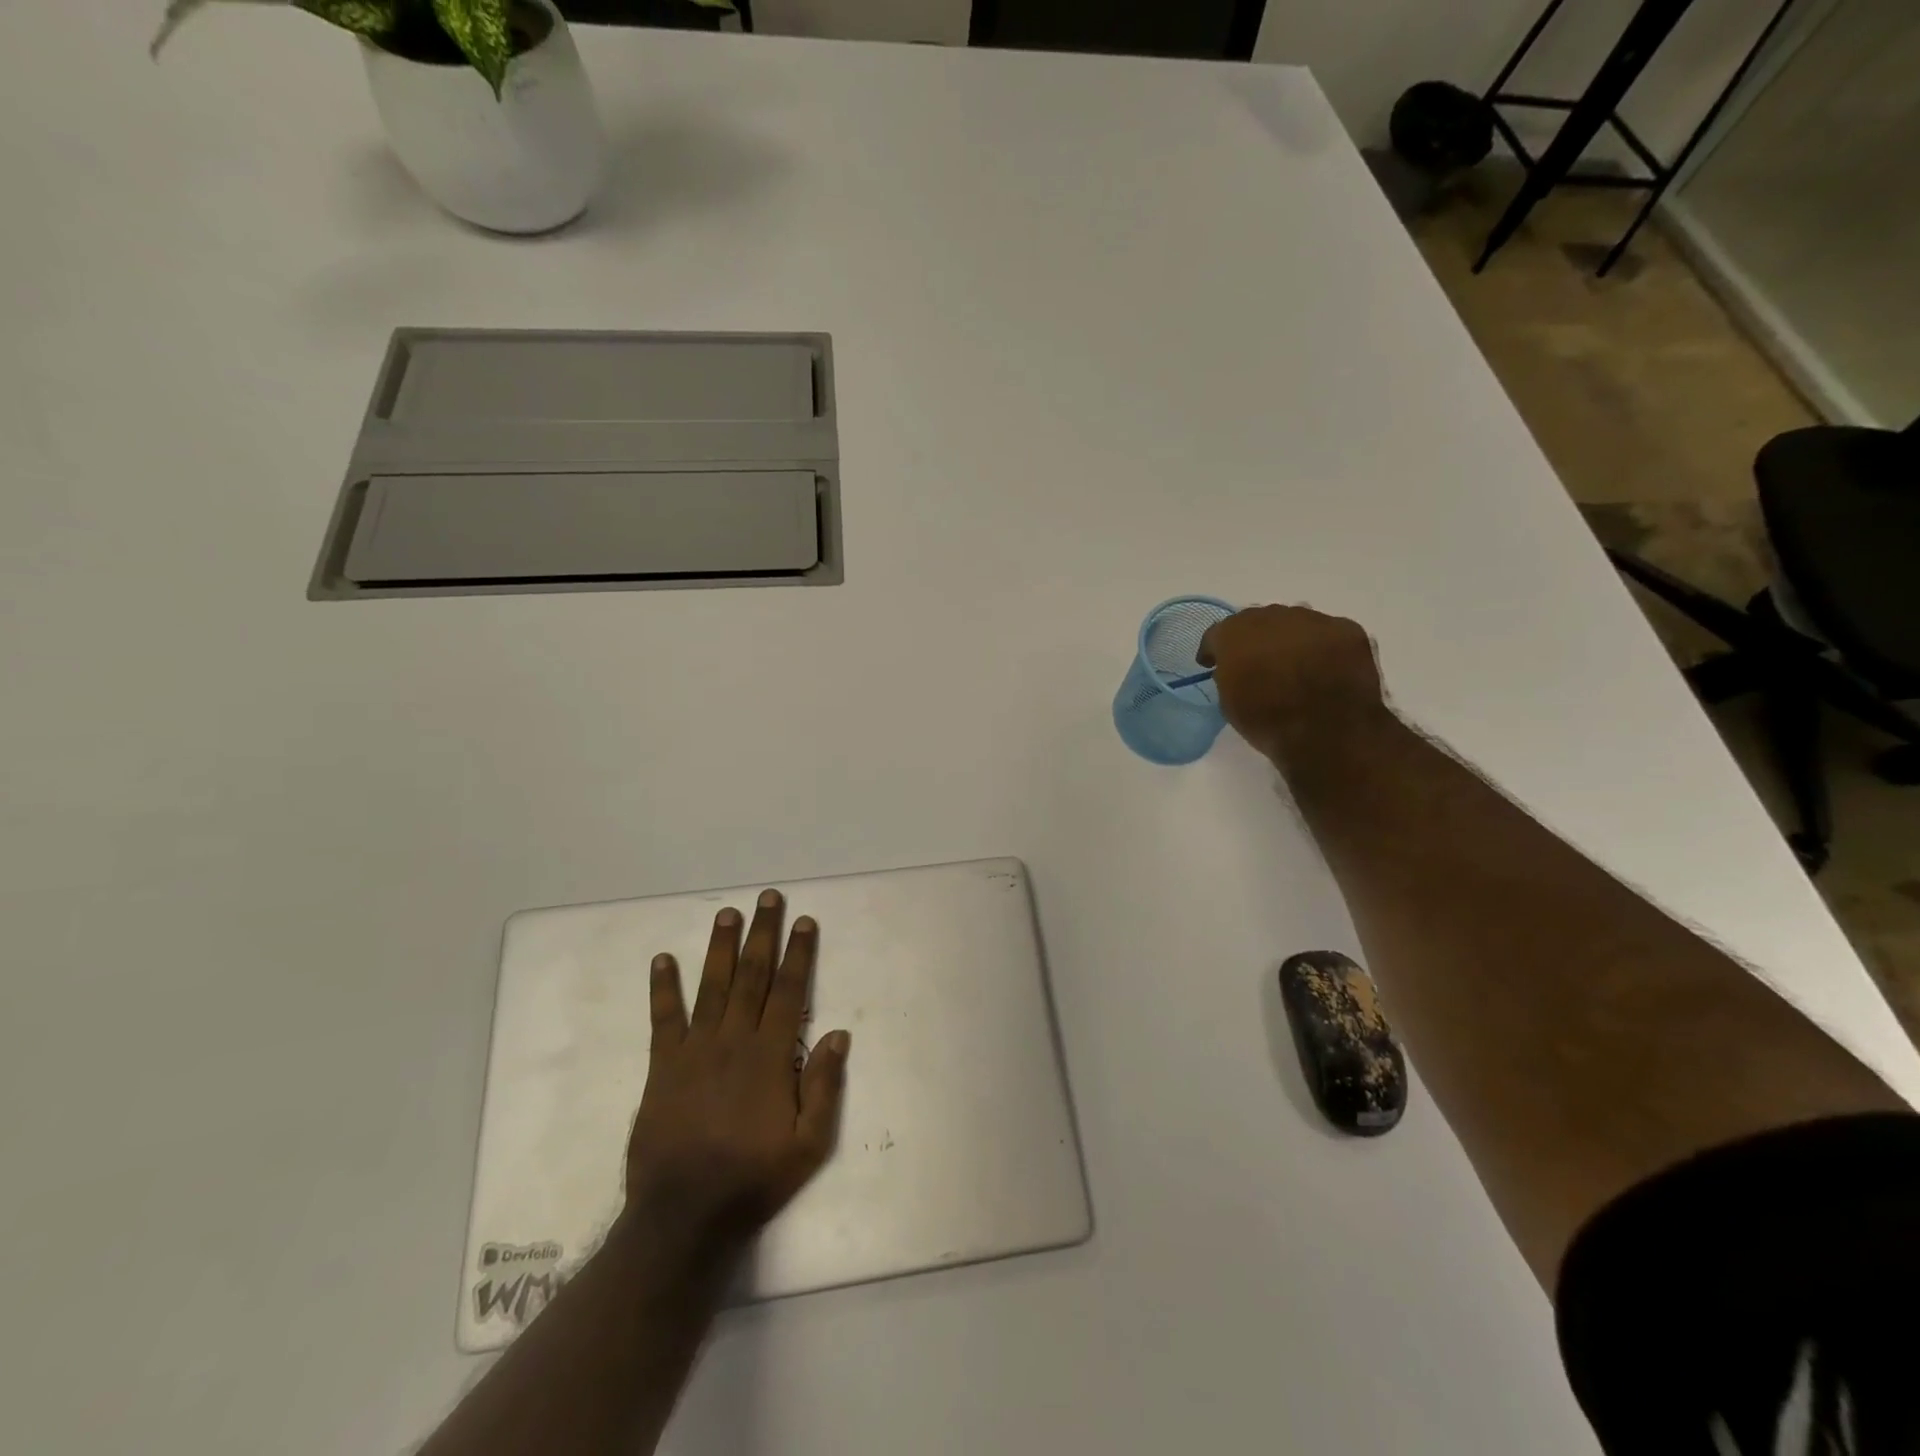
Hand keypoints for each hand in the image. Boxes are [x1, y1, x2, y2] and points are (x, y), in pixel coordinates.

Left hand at [624, 889, 850, 1253]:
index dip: (799, 954)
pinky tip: (662, 960)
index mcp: (770, 1055)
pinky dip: (663, 988)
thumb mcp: (809, 1144)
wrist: (684, 1215)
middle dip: (762, 934)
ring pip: (712, 986)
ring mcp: (695, 1050)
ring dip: (720, 947)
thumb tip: (839, 1034)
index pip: (789, 991)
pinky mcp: (663, 1067)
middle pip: (752, 976)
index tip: (804, 922)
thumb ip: (823, 1086)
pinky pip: (663, 1019)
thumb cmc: (753, 1178)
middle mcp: (733, 1040)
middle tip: (768, 898)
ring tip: (727, 913)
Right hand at [1197, 605, 1388, 764]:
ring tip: (1294, 662)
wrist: (1327, 732)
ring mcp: (1313, 620)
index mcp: (1235, 634)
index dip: (1214, 650)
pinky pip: (1327, 632)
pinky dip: (1322, 646)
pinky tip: (1325, 667)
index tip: (1213, 665)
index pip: (1218, 633)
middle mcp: (1272, 616)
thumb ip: (1227, 675)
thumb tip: (1236, 669)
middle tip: (1257, 662)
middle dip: (1254, 639)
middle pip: (1257, 621)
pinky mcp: (1348, 629)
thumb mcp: (1229, 703)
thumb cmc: (1268, 722)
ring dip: (1288, 638)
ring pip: (1294, 622)